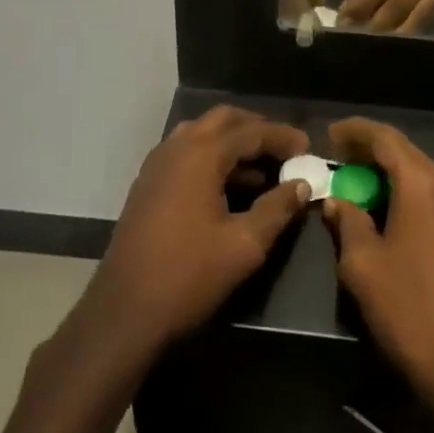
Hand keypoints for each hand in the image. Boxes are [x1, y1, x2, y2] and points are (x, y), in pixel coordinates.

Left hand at [83, 107, 311, 357]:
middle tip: (285, 149)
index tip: (309, 148)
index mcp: (201, 154)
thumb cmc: (189, 275)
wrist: (124, 312)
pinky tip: (229, 187)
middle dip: (256, 129)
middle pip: (222, 121)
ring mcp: (156, 165)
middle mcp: (176, 148)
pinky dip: (211, 159)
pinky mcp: (147, 185)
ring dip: (232, 144)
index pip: (251, 131)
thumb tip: (301, 184)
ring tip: (263, 170)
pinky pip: (185, 155)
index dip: (283, 137)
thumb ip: (277, 208)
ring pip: (201, 135)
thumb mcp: (245, 245)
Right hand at [320, 118, 433, 414]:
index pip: (386, 138)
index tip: (329, 135)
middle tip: (338, 157)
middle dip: (371, 149)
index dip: (355, 131)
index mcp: (423, 185)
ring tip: (357, 180)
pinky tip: (386, 208)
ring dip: (389, 170)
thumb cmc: (407, 307)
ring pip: (421, 173)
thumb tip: (337, 201)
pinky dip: (407, 190)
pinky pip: (433, 195)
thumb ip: (347, 221)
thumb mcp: (362, 263)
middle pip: (406, 152)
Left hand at [340, 0, 433, 32]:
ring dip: (393, 34)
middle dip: (376, 25)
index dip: (364, 3)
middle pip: (402, 2)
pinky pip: (427, 18)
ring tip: (370, 45)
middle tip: (354, 40)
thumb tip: (352, 6)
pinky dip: (407, 31)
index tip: (344, 21)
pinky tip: (390, 39)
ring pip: (418, 16)